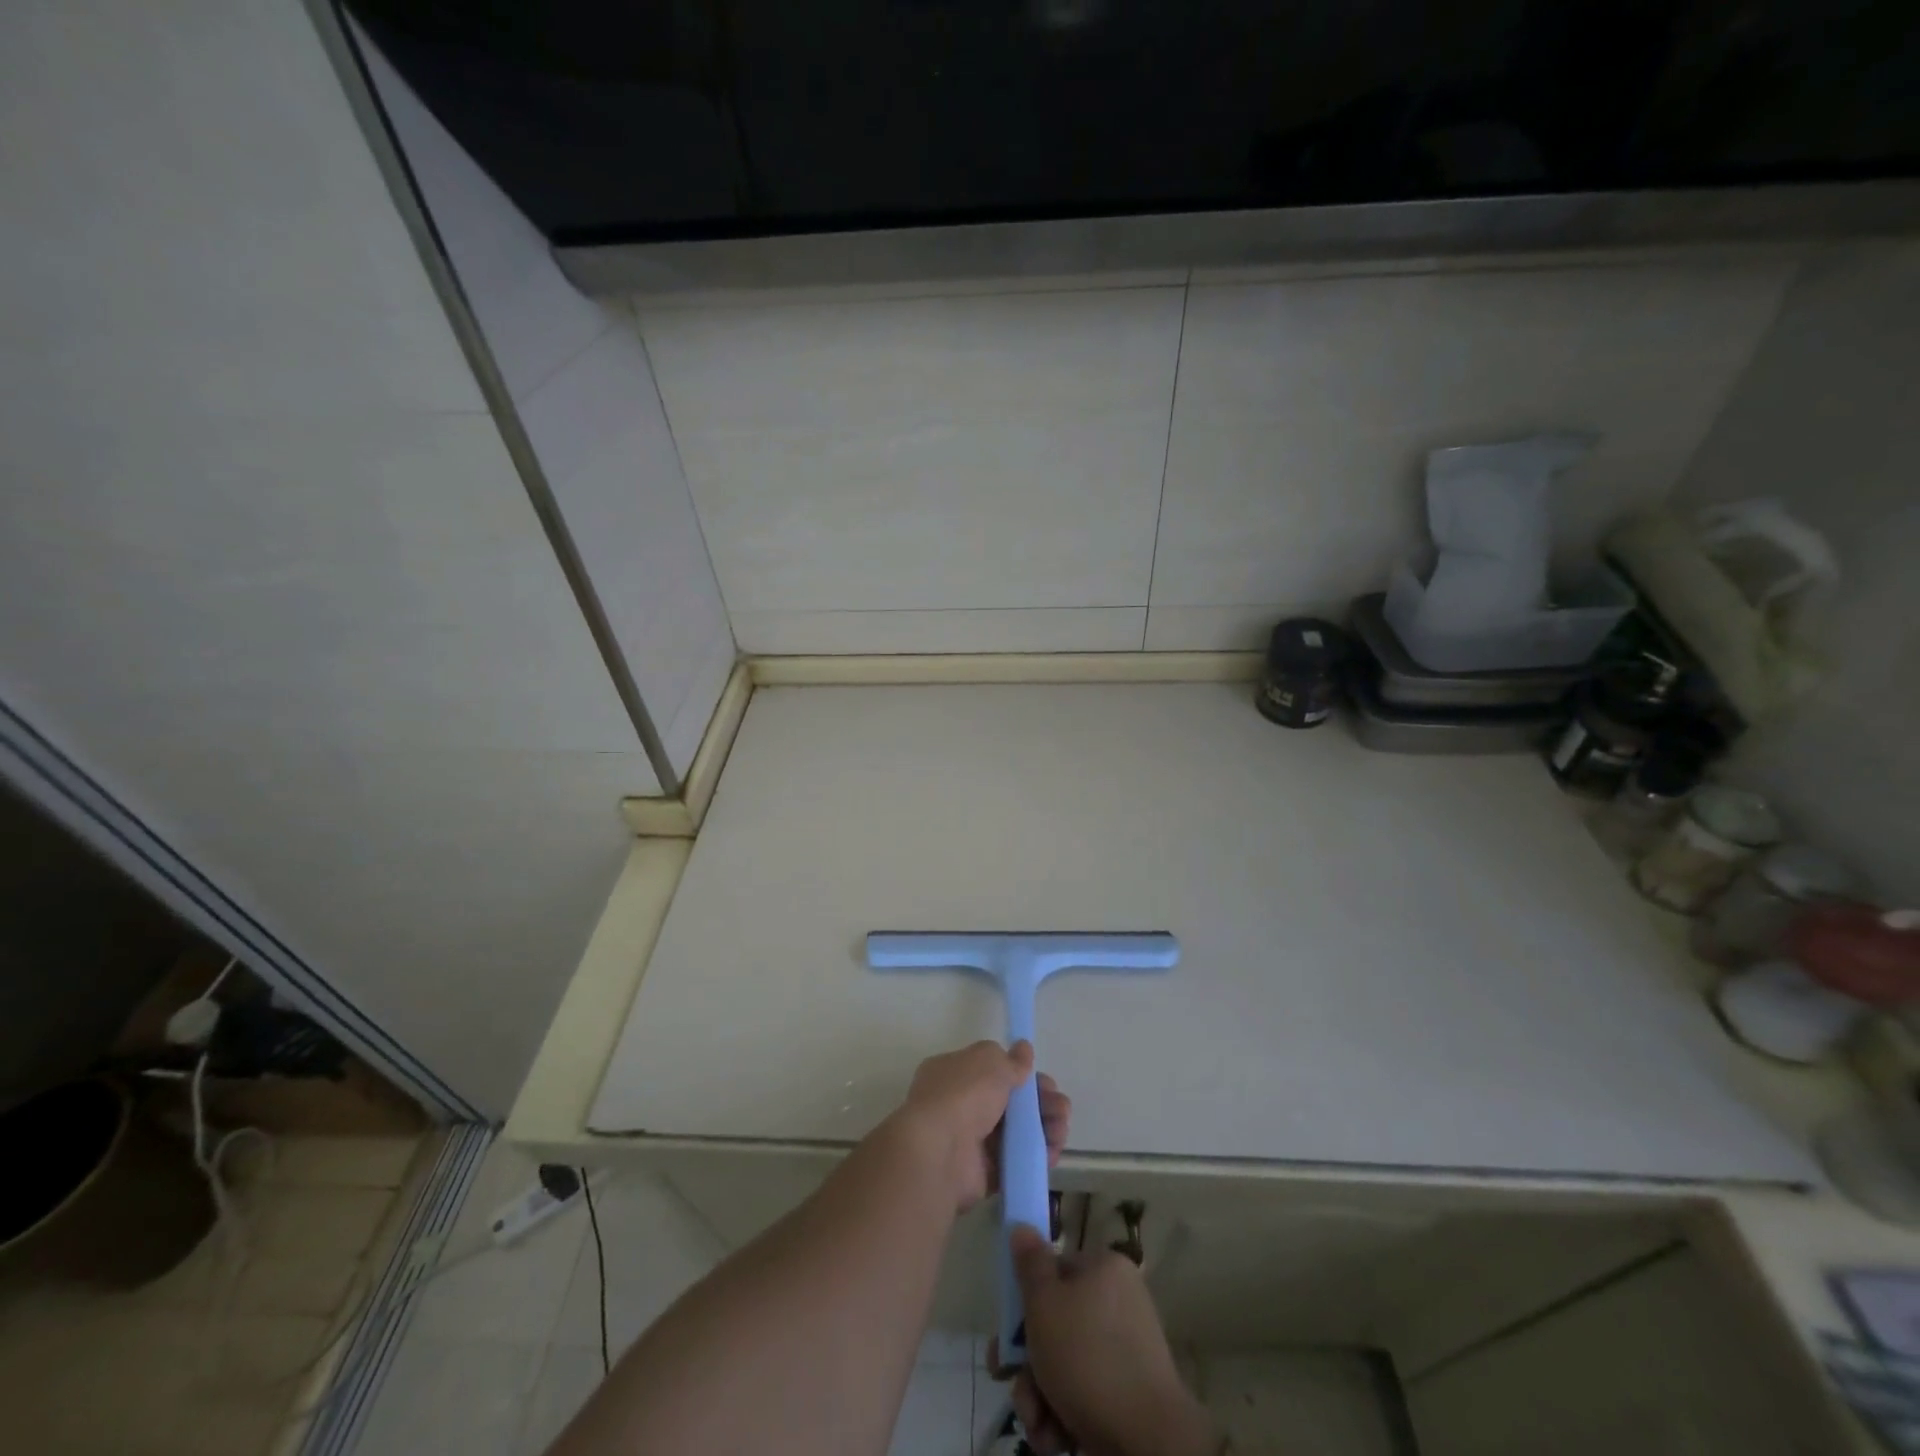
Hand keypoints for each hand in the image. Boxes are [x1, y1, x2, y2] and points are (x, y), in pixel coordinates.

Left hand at [895, 1041, 1069, 1211]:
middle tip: (1061, 1108)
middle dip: (1040, 1103)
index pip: (992, 1070)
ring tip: (1061, 1130)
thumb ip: (1011, 1060)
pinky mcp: (982, 1173)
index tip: (1044, 1081)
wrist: (940, 1153)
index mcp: (954, 1073)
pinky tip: (1052, 1152)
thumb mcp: (990, 1062)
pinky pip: (1015, 1161)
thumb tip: (1024, 1049)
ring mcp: (970, 1140)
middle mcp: (960, 1104)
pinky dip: (1035, 1156)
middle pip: (1009, 1102)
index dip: (1021, 1074)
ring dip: (1044, 1128)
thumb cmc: (963, 1095)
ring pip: (1016, 1132)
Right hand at [995, 1226, 1217, 1455]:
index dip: (1024, 1300)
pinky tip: (1055, 1437)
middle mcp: (1118, 1304)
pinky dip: (1063, 1414)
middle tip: (1008, 1381)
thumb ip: (1029, 1265)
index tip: (1005, 1333)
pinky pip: (1085, 1393)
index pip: (1055, 1271)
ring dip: (1039, 1394)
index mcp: (1104, 1270)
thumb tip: (1022, 1226)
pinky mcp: (1128, 1396)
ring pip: (1065, 1364)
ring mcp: (1126, 1352)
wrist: (1147, 1439)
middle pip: (1056, 1324)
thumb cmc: (1087, 1357)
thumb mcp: (1044, 1303)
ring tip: (1035, 1422)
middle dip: (1027, 1361)